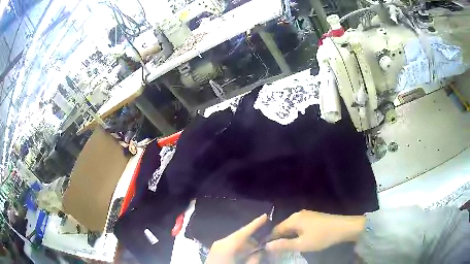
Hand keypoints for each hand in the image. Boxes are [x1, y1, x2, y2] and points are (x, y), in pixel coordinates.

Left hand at [206, 214, 267, 263]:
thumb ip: (254, 258)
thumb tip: (261, 250)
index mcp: (228, 245)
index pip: (244, 232)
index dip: (255, 224)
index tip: (265, 216)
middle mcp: (221, 242)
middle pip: (240, 235)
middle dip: (252, 236)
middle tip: (264, 239)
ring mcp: (216, 245)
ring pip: (235, 240)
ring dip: (245, 243)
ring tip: (255, 249)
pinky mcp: (215, 250)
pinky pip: (230, 244)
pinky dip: (239, 247)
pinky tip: (244, 252)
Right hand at [266, 210, 364, 251]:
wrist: (344, 227)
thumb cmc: (322, 237)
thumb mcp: (302, 244)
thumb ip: (283, 245)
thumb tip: (267, 246)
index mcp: (293, 219)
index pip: (276, 230)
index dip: (272, 240)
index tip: (272, 251)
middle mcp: (298, 214)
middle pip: (284, 227)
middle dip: (281, 238)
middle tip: (282, 250)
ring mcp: (307, 214)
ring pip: (292, 226)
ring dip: (290, 236)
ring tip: (292, 247)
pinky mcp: (314, 216)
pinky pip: (300, 225)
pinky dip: (298, 233)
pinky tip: (302, 239)